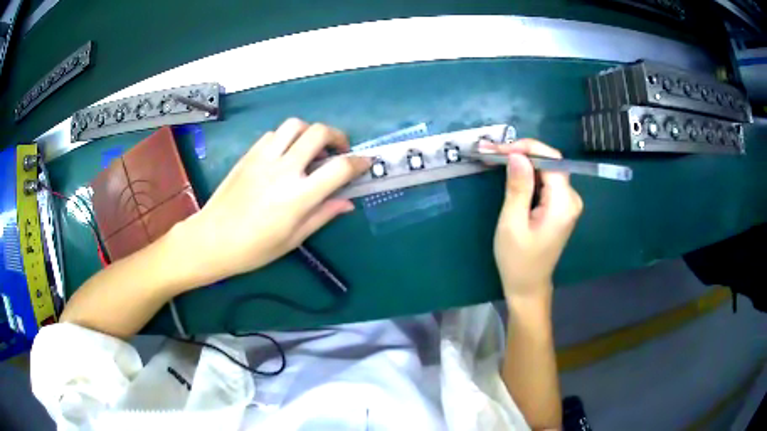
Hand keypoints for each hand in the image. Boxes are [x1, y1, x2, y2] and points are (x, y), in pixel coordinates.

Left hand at [177, 118, 369, 286]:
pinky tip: (285, 154)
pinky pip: (273, 134)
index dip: (359, 162)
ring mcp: (264, 158)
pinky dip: (287, 138)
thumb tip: (347, 202)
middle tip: (339, 150)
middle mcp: (283, 169)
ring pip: (295, 125)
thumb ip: (322, 215)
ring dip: (310, 132)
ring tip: (311, 149)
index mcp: (298, 196)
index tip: (365, 163)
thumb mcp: (293, 239)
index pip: (339, 168)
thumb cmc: (254, 248)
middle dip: (338, 136)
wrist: (211, 239)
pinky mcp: (249, 155)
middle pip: (319, 133)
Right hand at [487, 139, 582, 299]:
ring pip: (546, 170)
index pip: (551, 160)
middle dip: (522, 153)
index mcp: (563, 203)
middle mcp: (571, 199)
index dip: (527, 148)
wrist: (528, 287)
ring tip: (495, 158)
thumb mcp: (512, 223)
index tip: (500, 149)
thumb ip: (518, 187)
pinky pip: (545, 182)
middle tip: (491, 152)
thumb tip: (517, 155)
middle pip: (550, 163)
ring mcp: (567, 203)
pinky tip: (510, 173)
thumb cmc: (518, 260)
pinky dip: (528, 175)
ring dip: (522, 163)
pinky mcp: (559, 207)